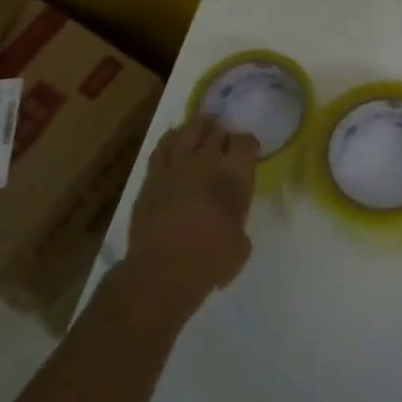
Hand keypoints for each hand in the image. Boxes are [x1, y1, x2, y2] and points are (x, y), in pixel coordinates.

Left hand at [121, 114, 258, 315]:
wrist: (162, 271)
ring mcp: (176, 164)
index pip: (246, 141)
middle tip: (224, 146)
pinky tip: (175, 144)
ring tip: (202, 133)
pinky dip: (171, 141)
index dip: (249, 145)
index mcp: (234, 175)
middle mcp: (206, 161)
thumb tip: (229, 218)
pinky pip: (163, 146)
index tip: (249, 154)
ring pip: (189, 129)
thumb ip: (238, 220)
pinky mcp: (152, 175)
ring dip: (199, 129)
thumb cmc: (210, 261)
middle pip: (217, 130)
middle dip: (223, 135)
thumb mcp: (241, 245)